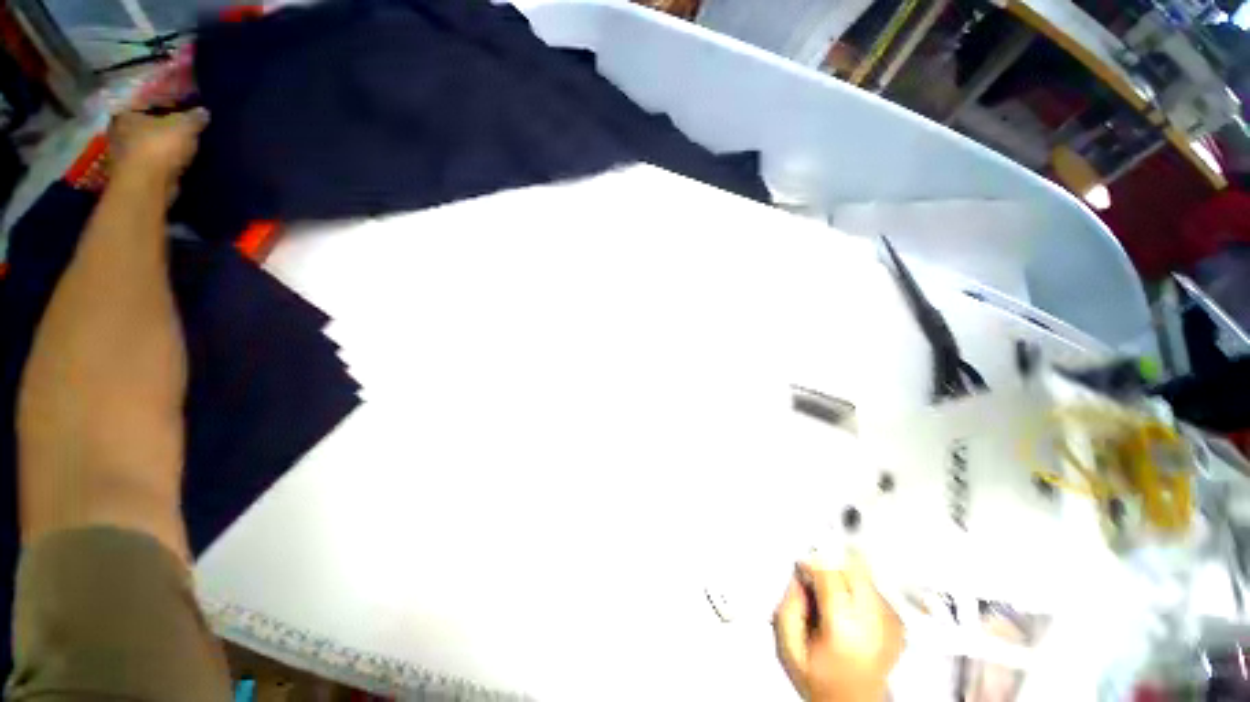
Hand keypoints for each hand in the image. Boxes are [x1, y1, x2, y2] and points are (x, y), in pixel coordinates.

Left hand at [109, 109, 207, 181]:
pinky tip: (176, 161)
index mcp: (127, 112)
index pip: (148, 101)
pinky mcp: (133, 173)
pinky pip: (152, 160)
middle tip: (183, 127)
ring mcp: (124, 154)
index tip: (184, 107)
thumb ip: (194, 118)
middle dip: (162, 125)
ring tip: (182, 145)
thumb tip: (203, 112)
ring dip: (162, 145)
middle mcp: (120, 130)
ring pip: (148, 143)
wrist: (146, 185)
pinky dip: (163, 160)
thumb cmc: (159, 147)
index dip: (167, 102)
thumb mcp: (184, 127)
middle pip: (146, 123)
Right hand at [773, 554, 903, 701]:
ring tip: (832, 601)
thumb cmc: (821, 681)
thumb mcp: (789, 648)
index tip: (802, 568)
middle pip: (855, 568)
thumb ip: (788, 606)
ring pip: (865, 576)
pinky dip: (858, 591)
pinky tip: (848, 610)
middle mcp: (875, 624)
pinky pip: (875, 590)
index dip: (812, 562)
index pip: (831, 573)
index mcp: (845, 629)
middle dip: (832, 565)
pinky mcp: (899, 625)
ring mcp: (892, 624)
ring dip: (845, 578)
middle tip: (817, 579)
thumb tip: (798, 575)